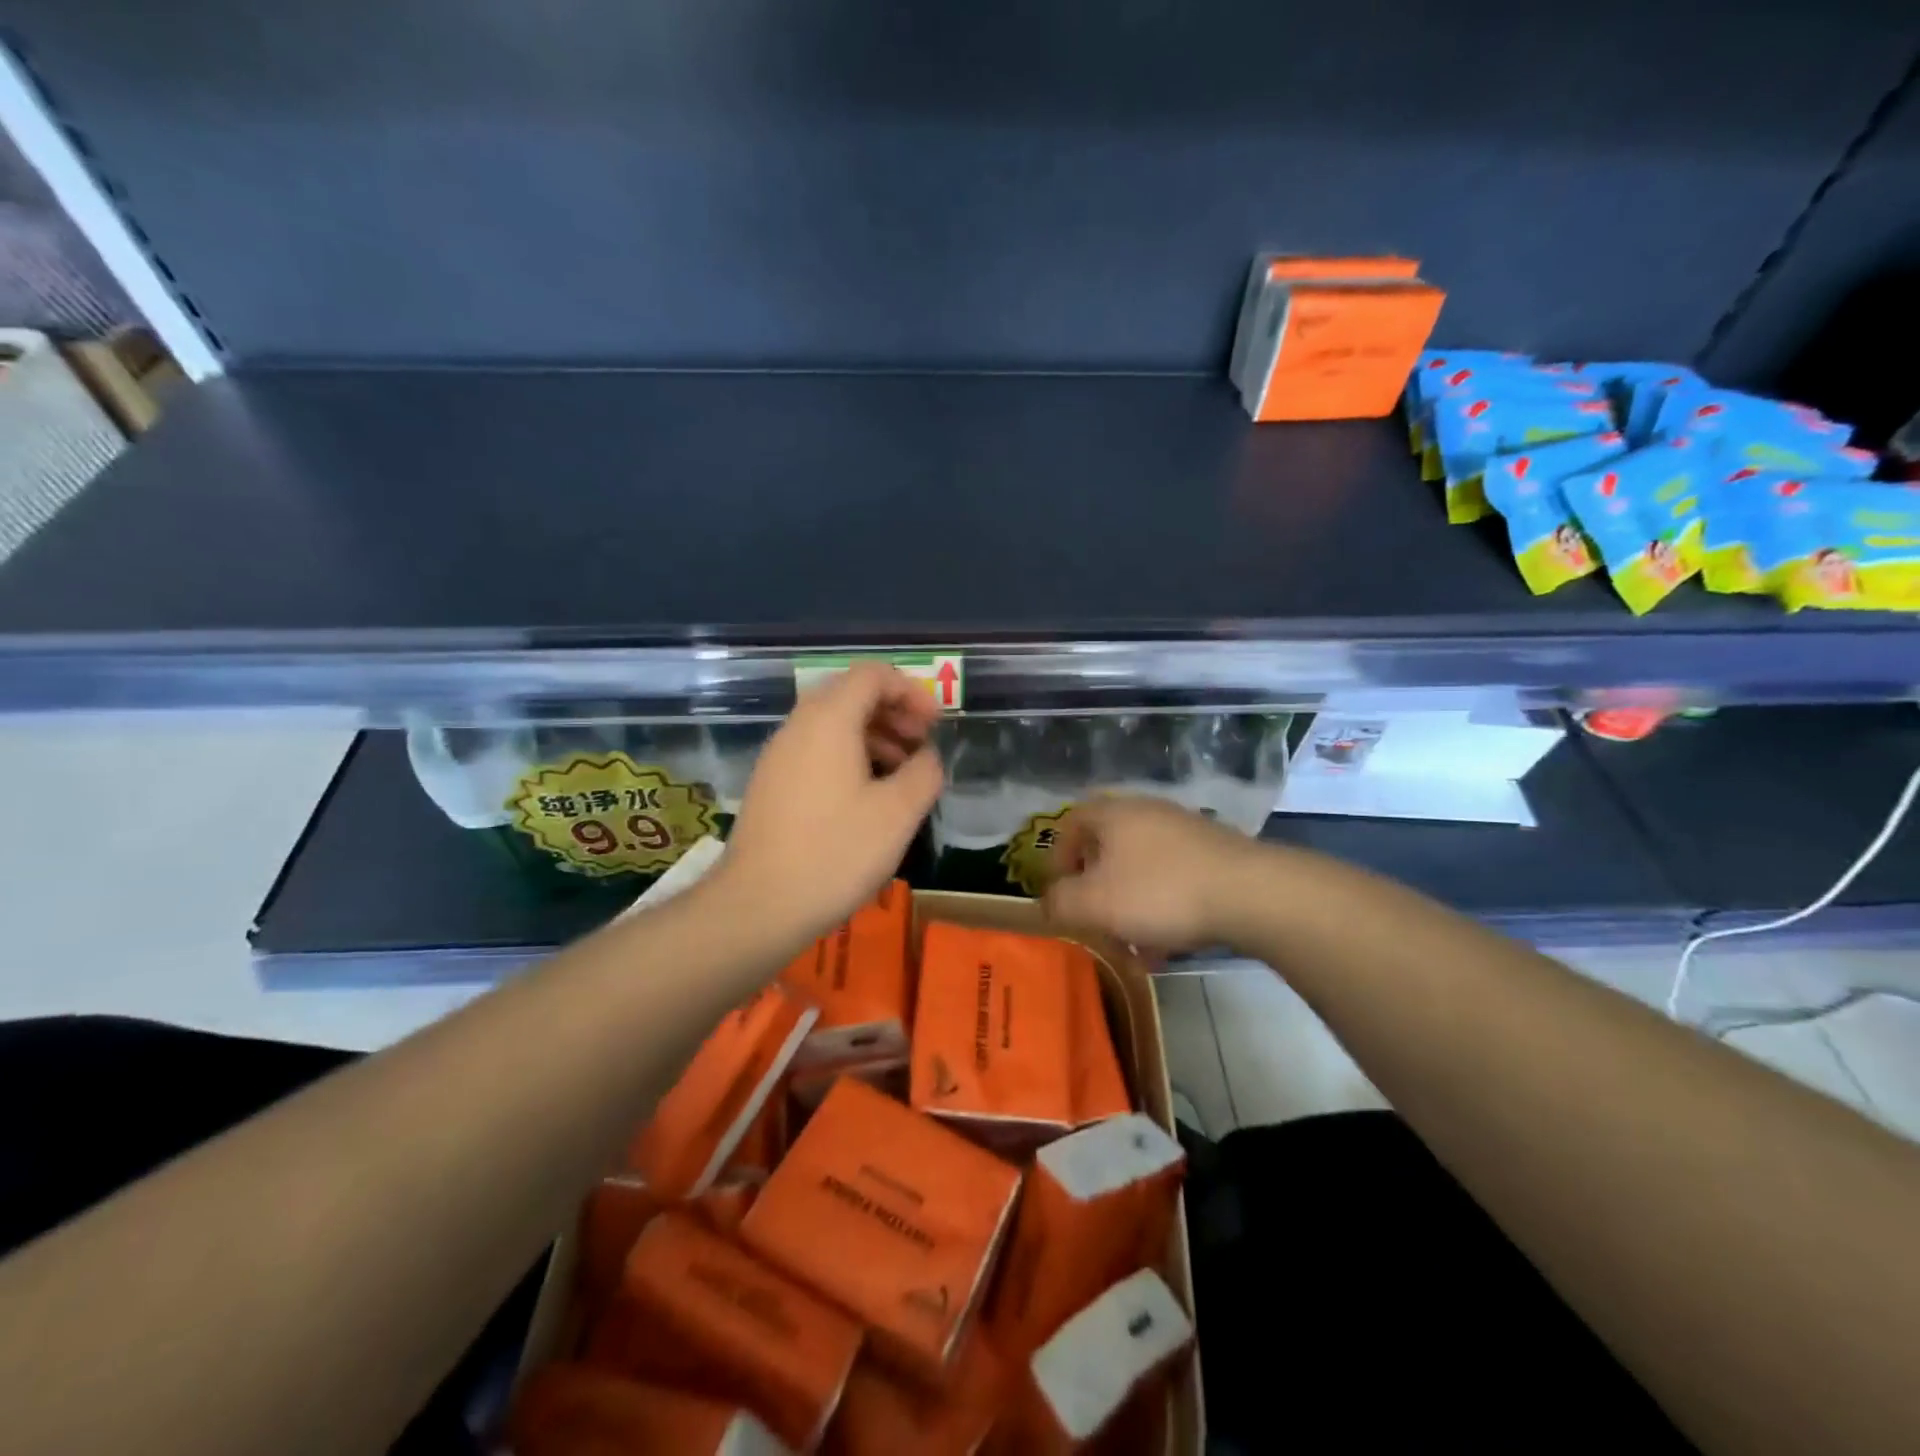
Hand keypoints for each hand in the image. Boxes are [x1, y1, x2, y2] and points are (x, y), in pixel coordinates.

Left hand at [714, 663, 942, 944]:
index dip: (911, 691)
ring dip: (873, 737)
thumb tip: (926, 756)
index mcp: (829, 720)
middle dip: (893, 713)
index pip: (872, 675)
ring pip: (832, 724)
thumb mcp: (898, 814)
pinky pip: (815, 750)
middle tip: (921, 747)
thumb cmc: (835, 853)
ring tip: (901, 775)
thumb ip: (924, 772)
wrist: (757, 905)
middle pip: (850, 694)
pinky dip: (848, 757)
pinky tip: (866, 798)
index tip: (934, 725)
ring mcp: (779, 754)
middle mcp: (799, 725)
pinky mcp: (770, 783)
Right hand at [1042, 795, 1261, 952]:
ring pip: (1141, 870)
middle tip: (1095, 923)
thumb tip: (1048, 902)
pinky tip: (1168, 946)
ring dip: (1130, 907)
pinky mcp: (1213, 854)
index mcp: (1112, 814)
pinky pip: (1173, 880)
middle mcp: (1146, 813)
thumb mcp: (1094, 904)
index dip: (1056, 859)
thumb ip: (1059, 903)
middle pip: (1106, 850)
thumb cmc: (1159, 892)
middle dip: (1096, 892)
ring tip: (1135, 948)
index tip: (1059, 894)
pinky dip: (1162, 910)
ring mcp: (1183, 831)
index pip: (1069, 823)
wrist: (1250, 893)